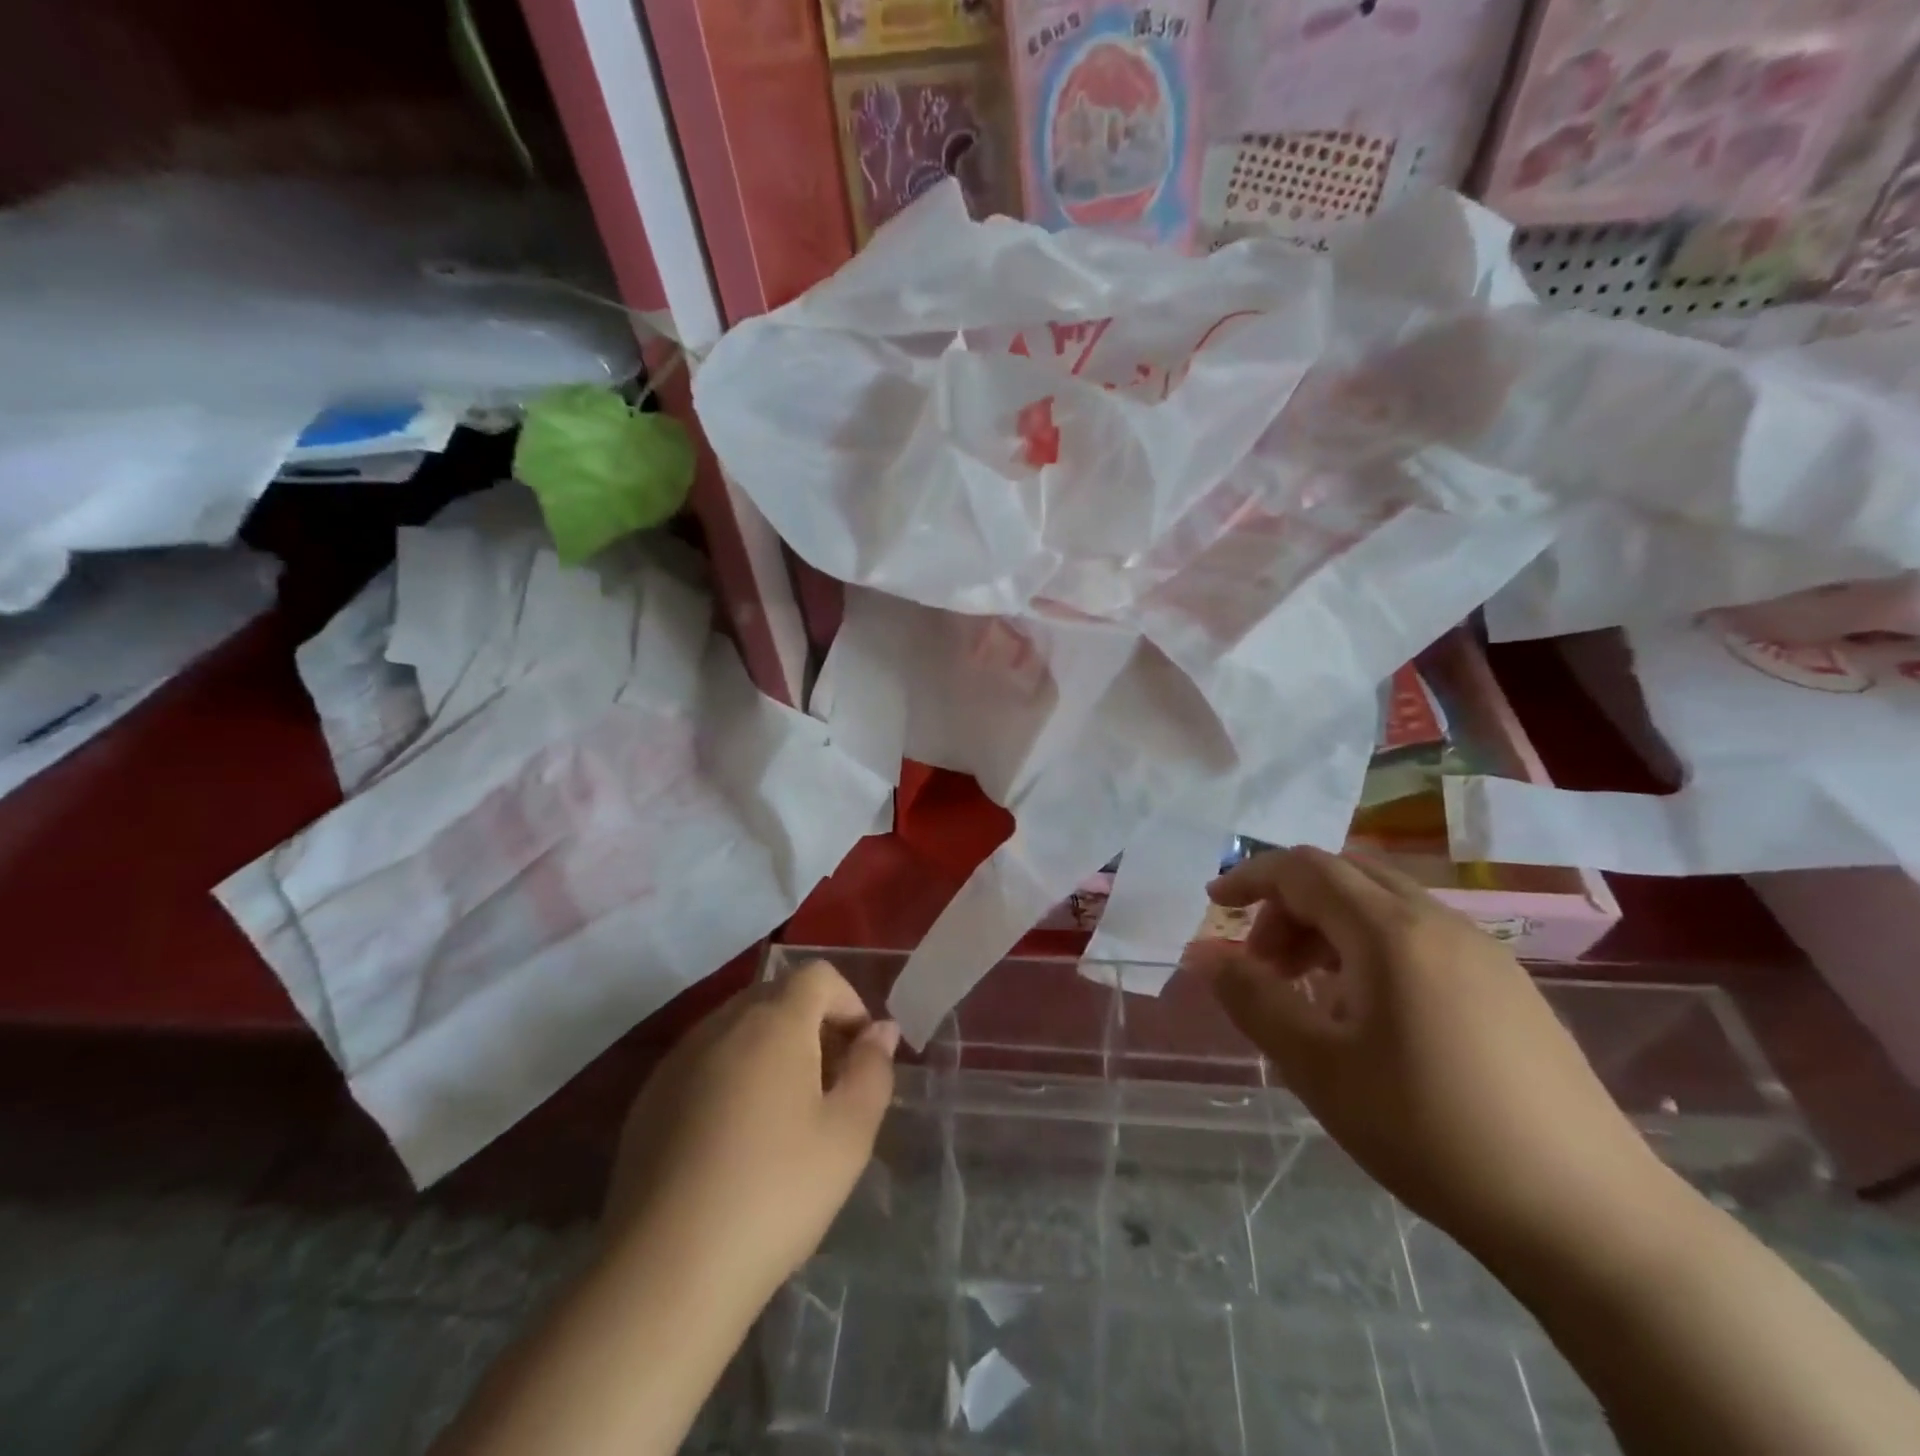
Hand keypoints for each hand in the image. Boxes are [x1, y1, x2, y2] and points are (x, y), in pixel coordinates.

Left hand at [605, 960, 898, 1310]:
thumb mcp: (849, 1134)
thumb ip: (872, 1069)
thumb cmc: (776, 1192)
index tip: (860, 1053)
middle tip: (829, 1084)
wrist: (667, 1271)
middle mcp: (721, 1024)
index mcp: (773, 1022)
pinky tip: (733, 1139)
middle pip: (776, 996)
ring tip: (783, 1114)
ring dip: (770, 1049)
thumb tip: (881, 1030)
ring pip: (737, 1028)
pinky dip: (730, 1076)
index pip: (817, 975)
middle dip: (812, 1025)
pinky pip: (703, 1062)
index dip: (849, 1002)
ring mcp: (677, 1060)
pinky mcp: (648, 1099)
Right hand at [1183, 847, 1671, 1251]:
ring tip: (1310, 992)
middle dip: (1288, 904)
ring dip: (1329, 926)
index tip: (1214, 906)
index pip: (1304, 868)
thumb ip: (1251, 998)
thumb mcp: (1317, 1066)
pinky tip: (1370, 1012)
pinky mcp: (1507, 984)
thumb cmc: (1430, 1130)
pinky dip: (1370, 946)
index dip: (1250, 877)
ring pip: (1383, 902)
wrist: (1587, 1216)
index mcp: (1390, 930)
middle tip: (1262, 963)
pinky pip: (1418, 933)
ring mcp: (1482, 950)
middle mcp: (1438, 921)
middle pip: (1343, 875)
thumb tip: (1200, 952)